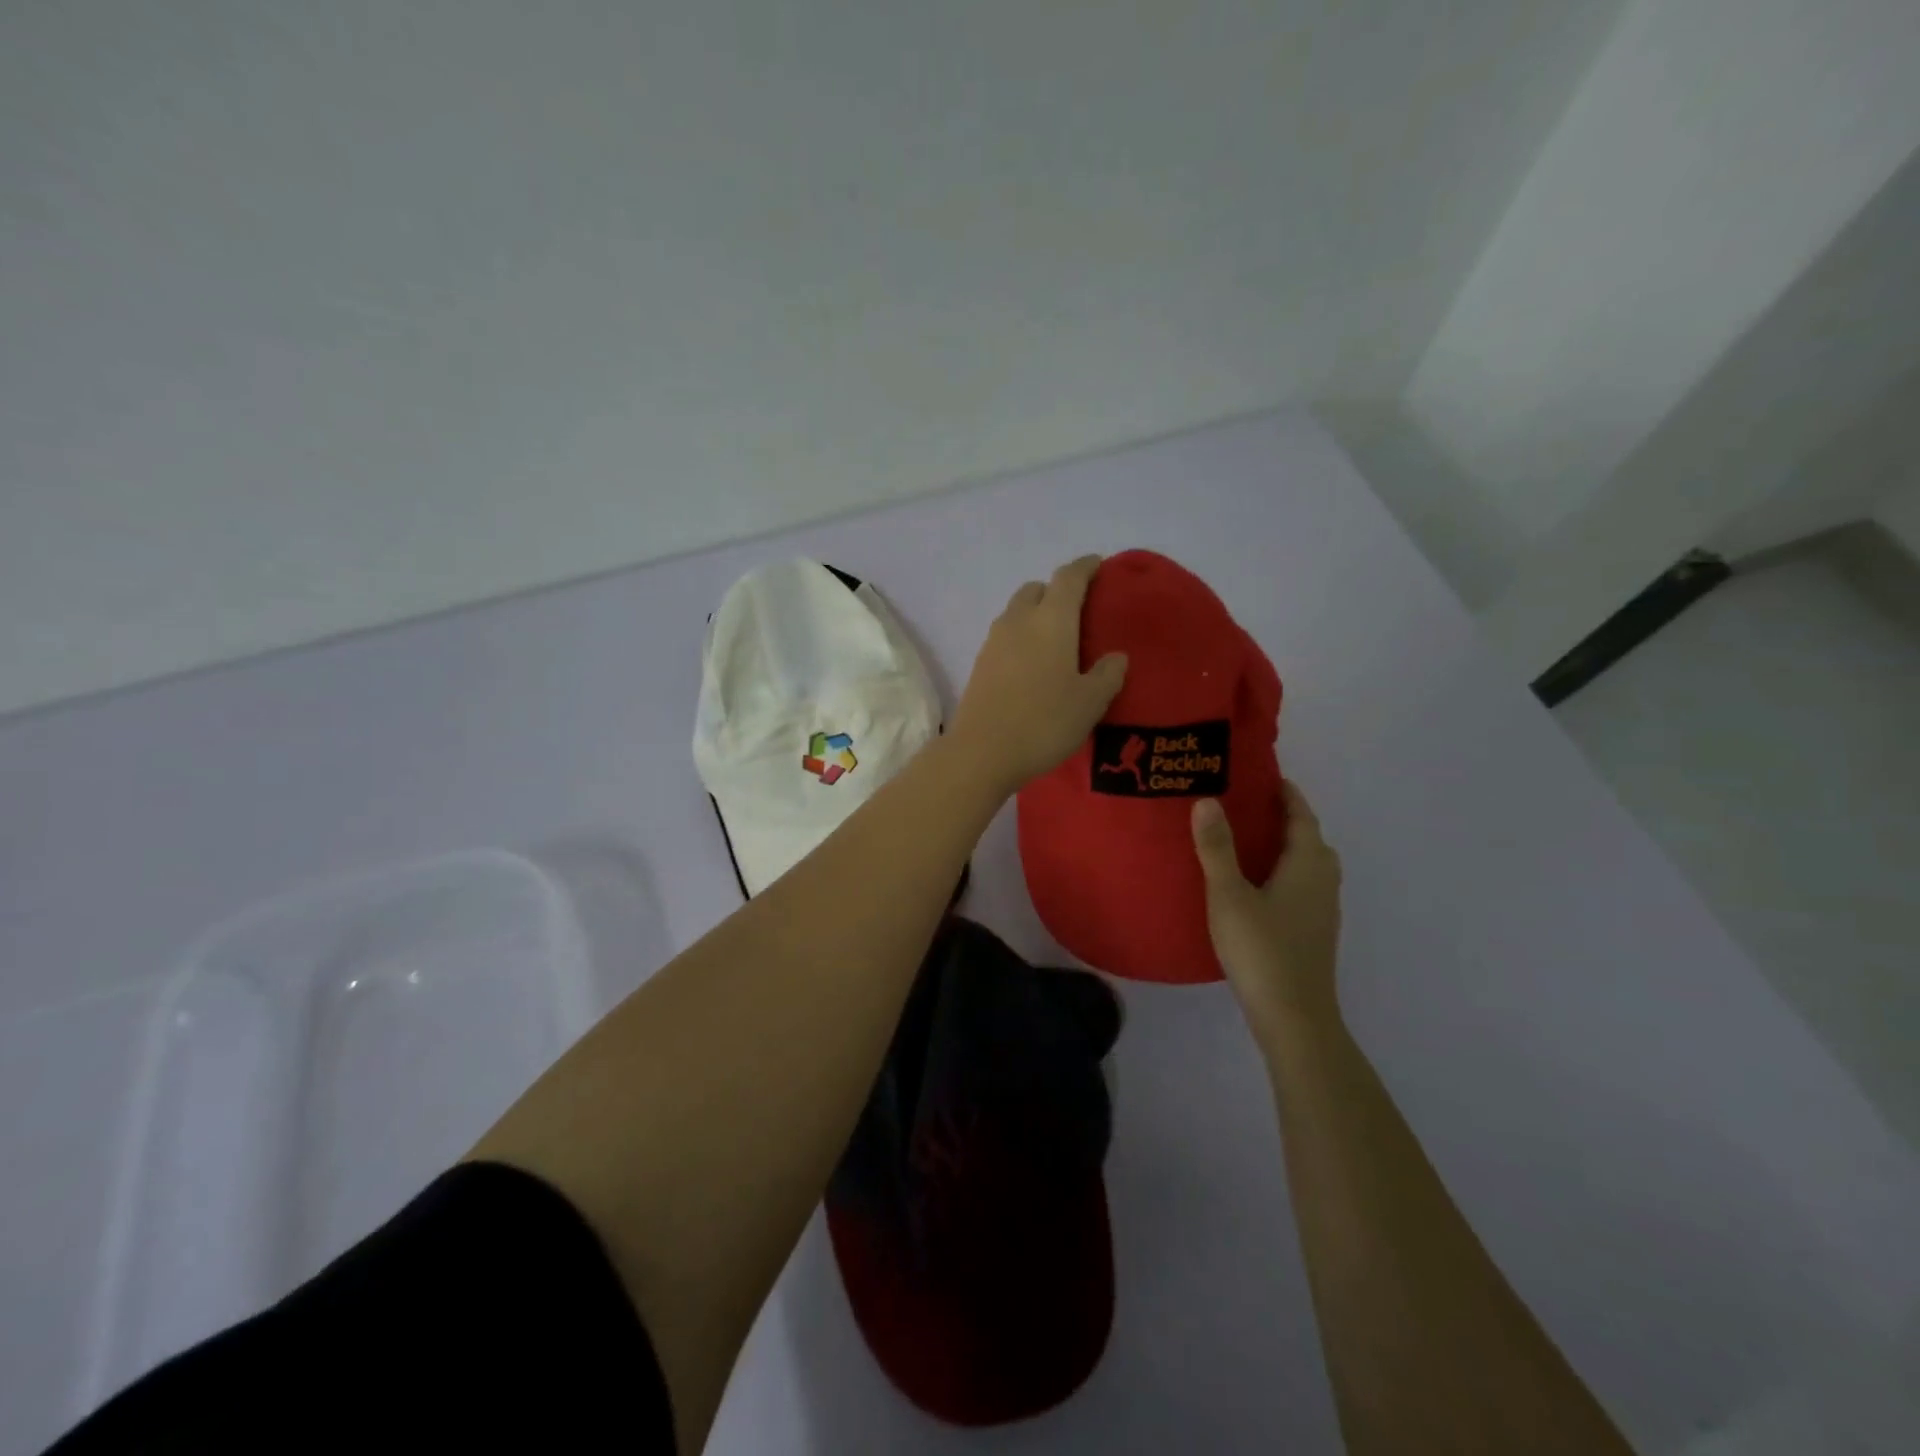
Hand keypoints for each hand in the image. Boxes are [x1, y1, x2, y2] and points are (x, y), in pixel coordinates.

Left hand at [951, 555, 1127, 795]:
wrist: (982, 752)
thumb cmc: (1044, 722)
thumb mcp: (1090, 702)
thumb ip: (1108, 675)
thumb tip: (1115, 657)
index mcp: (1052, 620)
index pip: (1069, 578)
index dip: (1085, 567)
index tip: (1097, 564)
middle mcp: (1019, 621)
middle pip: (1037, 589)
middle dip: (1056, 590)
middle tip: (1077, 609)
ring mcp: (994, 642)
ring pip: (1017, 611)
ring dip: (1036, 613)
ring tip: (1055, 638)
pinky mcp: (980, 664)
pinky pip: (1005, 636)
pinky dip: (1021, 636)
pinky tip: (1033, 663)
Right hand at [1192, 781, 1343, 1050]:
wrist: (1294, 1016)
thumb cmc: (1261, 949)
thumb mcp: (1229, 894)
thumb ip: (1216, 848)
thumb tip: (1207, 799)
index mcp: (1307, 864)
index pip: (1301, 815)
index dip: (1286, 793)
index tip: (1264, 775)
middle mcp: (1324, 880)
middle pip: (1309, 838)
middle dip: (1284, 818)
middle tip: (1248, 805)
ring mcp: (1323, 909)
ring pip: (1308, 864)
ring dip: (1285, 846)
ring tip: (1248, 840)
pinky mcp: (1315, 931)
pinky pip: (1303, 885)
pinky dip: (1285, 871)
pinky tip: (1256, 885)